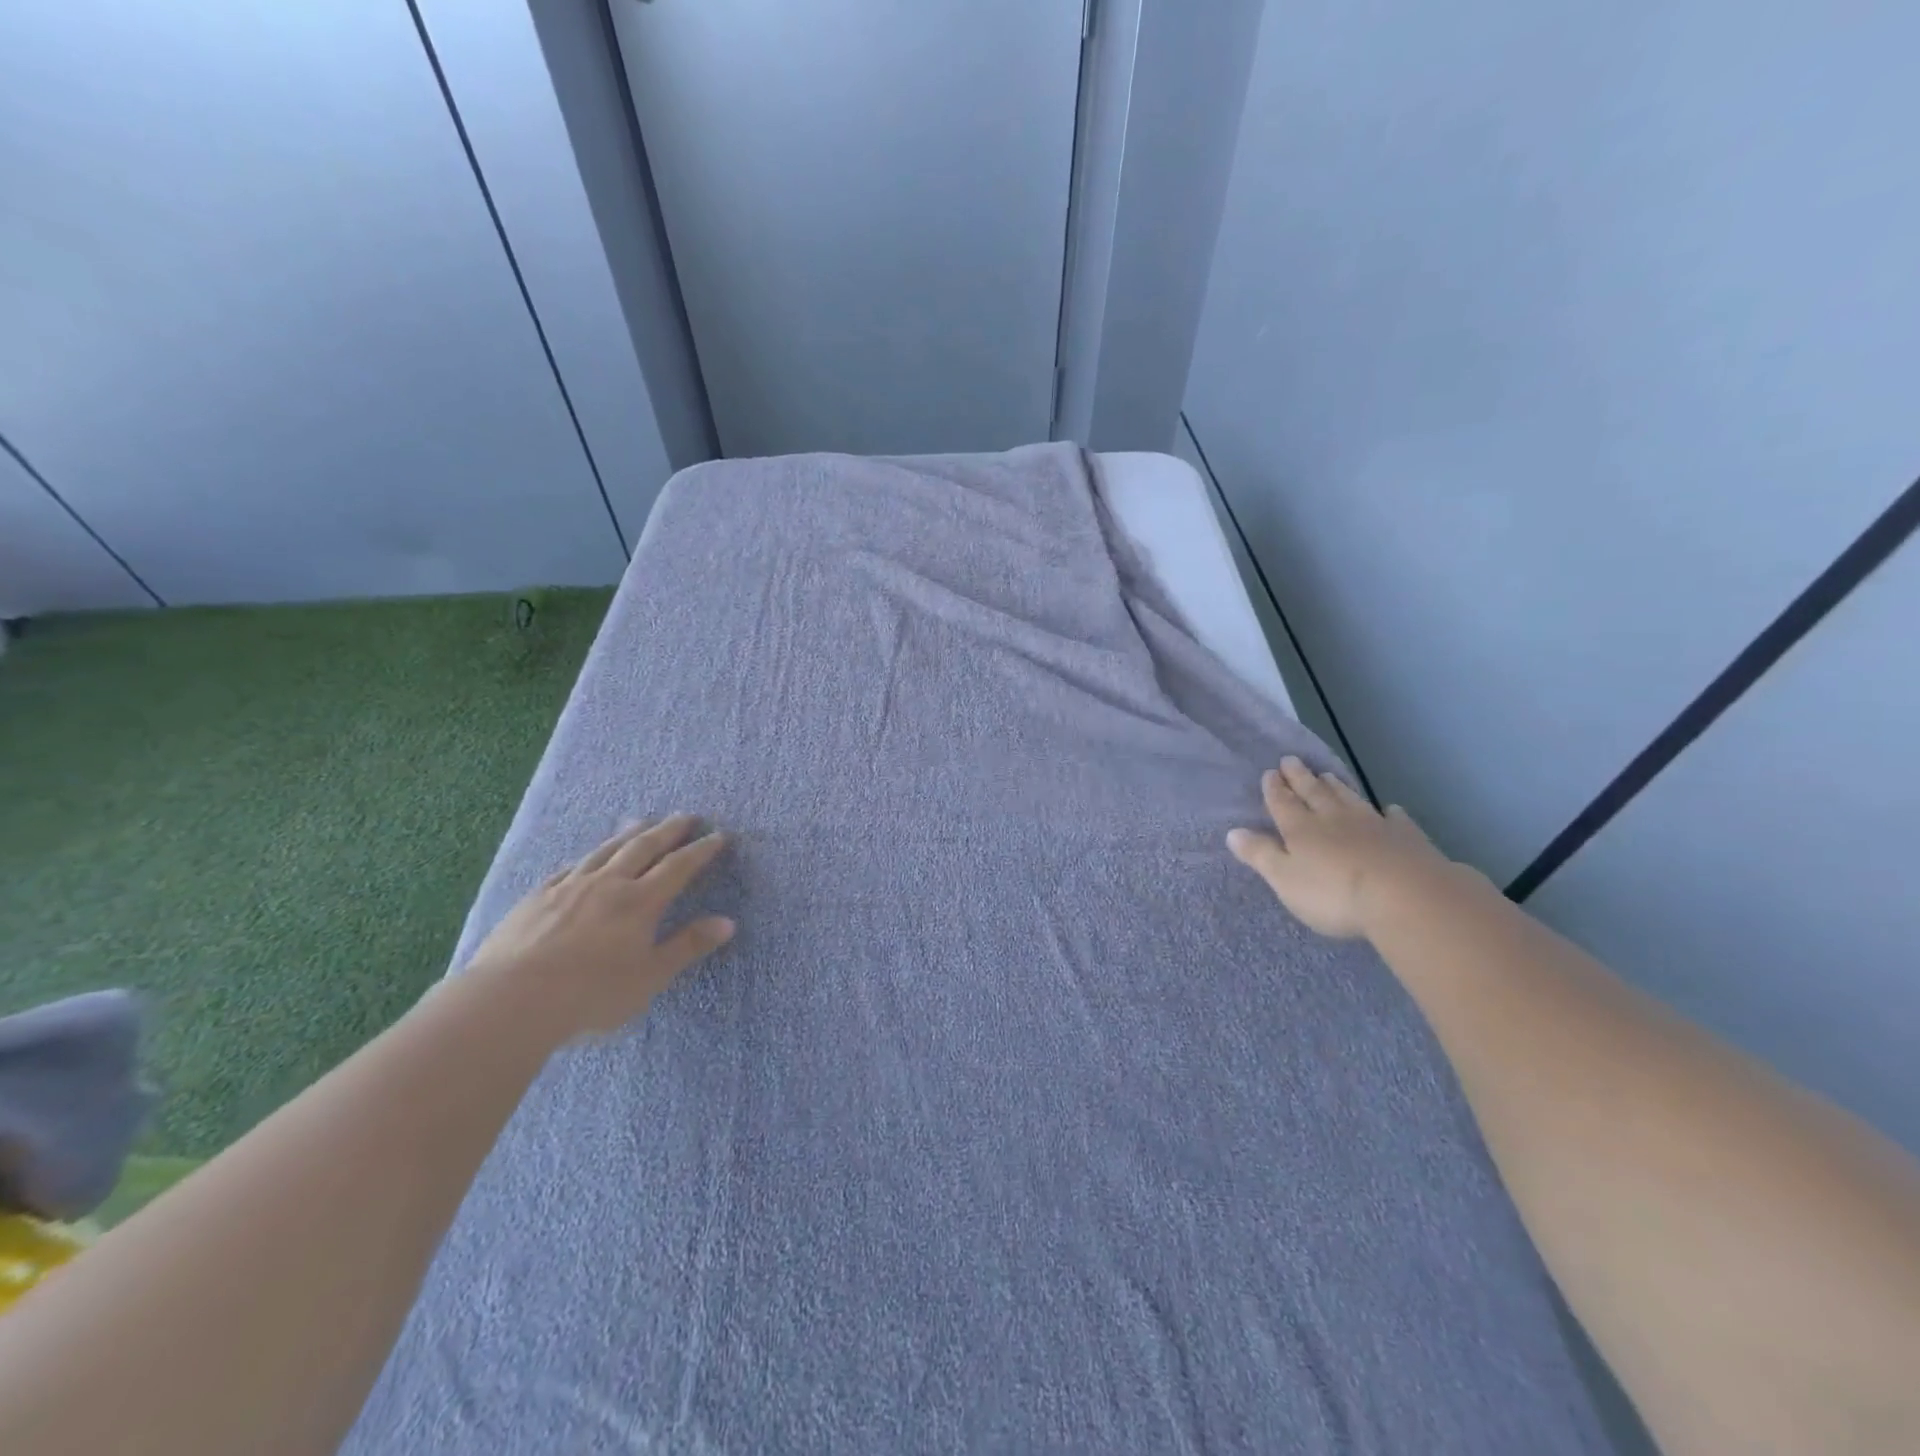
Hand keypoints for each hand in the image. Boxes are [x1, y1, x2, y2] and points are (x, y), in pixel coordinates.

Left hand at [463, 815, 734, 1039]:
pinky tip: (587, 857)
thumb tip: (728, 922)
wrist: (511, 1000)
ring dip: (628, 834)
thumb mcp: (649, 977)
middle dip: (668, 831)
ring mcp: (569, 887)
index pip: (678, 867)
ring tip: (641, 821)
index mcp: (640, 902)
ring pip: (605, 850)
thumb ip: (687, 947)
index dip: (700, 850)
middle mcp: (608, 884)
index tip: (718, 836)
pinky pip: (570, 867)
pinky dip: (587, 857)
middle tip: (686, 816)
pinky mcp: (537, 897)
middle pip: (643, 848)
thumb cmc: (591, 993)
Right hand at [1227, 757, 1454, 939]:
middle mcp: (1334, 819)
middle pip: (1314, 793)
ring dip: (1336, 786)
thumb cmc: (1334, 893)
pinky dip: (1390, 813)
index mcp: (1301, 829)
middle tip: (1291, 760)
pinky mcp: (1406, 838)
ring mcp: (1373, 825)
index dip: (1275, 789)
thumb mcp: (1285, 879)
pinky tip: (1390, 809)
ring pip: (1349, 799)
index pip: (1283, 803)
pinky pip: (1395, 820)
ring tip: (1327, 775)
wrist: (1407, 897)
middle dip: (1300, 777)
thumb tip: (1233, 832)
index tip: (1270, 772)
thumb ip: (1260, 854)